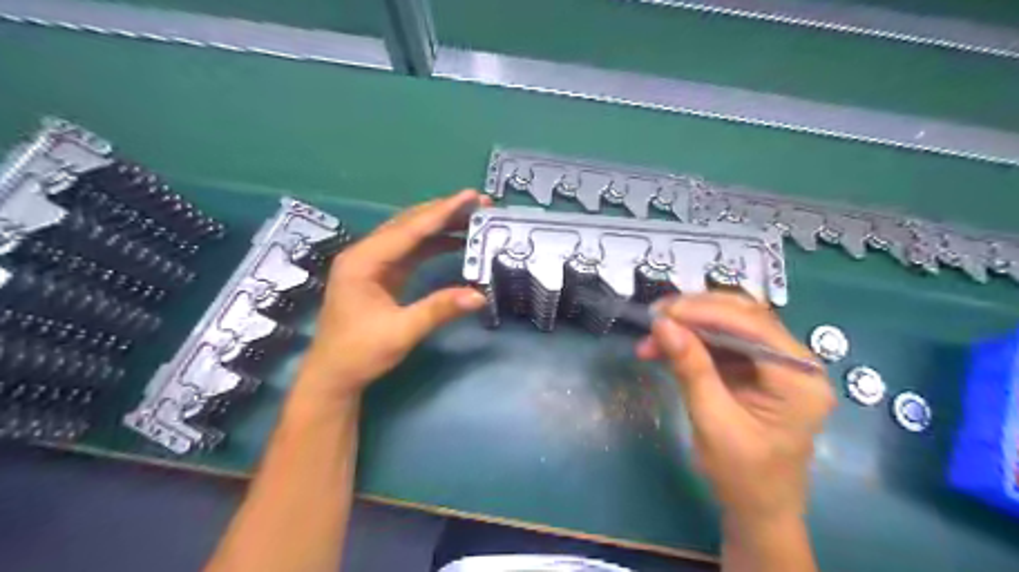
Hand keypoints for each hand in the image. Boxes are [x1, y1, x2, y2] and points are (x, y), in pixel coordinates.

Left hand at [295, 191, 489, 404]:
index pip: (410, 229)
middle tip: (479, 204)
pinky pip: (411, 251)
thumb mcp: (401, 332)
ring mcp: (373, 263)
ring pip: (411, 234)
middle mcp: (366, 253)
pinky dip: (434, 244)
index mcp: (364, 261)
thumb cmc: (360, 353)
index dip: (443, 212)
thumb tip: (480, 295)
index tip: (471, 197)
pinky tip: (456, 242)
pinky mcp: (381, 274)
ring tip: (473, 218)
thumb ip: (439, 310)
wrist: (334, 375)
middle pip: (410, 223)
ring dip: (441, 225)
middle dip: (445, 212)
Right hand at [634, 295, 834, 522]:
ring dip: (689, 326)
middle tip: (655, 316)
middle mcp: (796, 362)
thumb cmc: (742, 476)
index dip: (705, 312)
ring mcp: (778, 364)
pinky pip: (724, 342)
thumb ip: (691, 368)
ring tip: (652, 336)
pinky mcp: (758, 369)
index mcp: (799, 379)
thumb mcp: (712, 422)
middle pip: (745, 317)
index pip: (753, 326)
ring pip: (731, 325)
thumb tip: (662, 324)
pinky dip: (692, 341)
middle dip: (696, 313)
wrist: (758, 509)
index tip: (662, 312)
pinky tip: (664, 347)